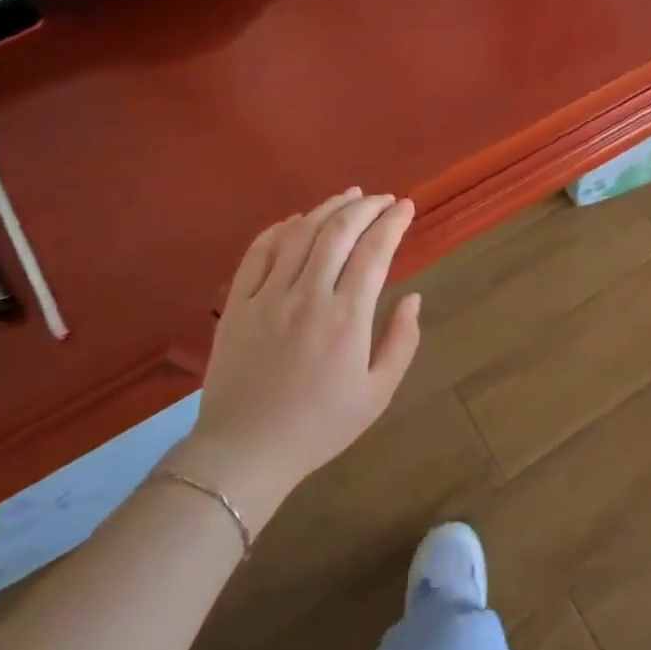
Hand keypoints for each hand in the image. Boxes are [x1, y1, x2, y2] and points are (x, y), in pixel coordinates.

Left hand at [171, 189, 421, 531]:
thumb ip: (401, 342)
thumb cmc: (319, 427)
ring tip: (350, 196)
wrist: (244, 453)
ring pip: (300, 233)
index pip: (374, 251)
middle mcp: (307, 296)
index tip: (406, 207)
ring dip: (328, 208)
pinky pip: (258, 252)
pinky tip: (298, 220)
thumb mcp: (377, 394)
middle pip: (338, 231)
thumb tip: (413, 297)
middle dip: (366, 207)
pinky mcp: (238, 304)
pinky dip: (280, 228)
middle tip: (383, 199)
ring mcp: (267, 297)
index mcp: (346, 319)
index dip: (393, 222)